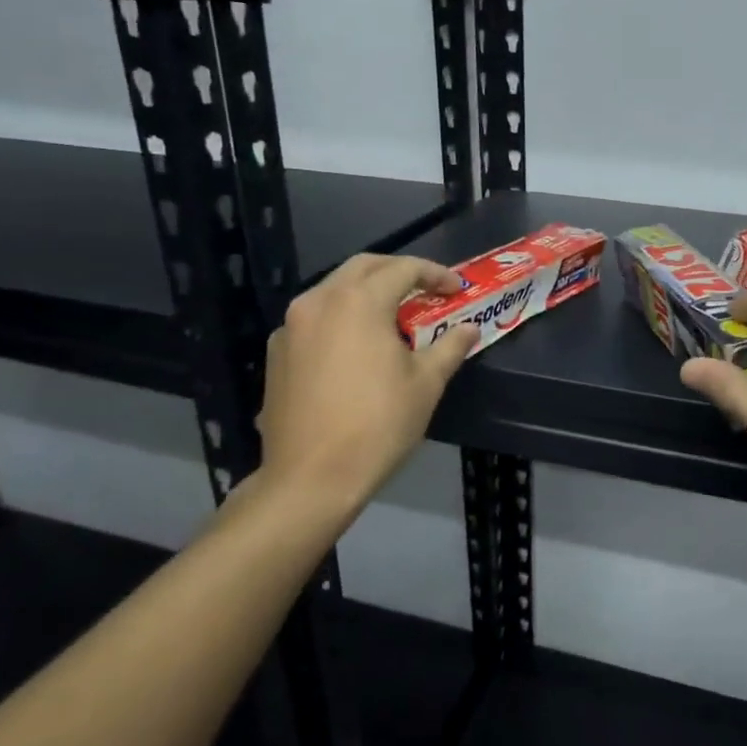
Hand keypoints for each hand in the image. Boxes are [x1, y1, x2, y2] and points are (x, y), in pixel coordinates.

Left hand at [255, 253, 476, 514]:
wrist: (311, 478)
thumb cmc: (378, 425)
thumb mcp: (426, 384)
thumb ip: (450, 346)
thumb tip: (470, 328)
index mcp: (358, 302)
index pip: (403, 269)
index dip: (435, 274)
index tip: (456, 289)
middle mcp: (319, 302)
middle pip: (363, 267)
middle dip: (398, 271)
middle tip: (425, 290)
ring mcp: (291, 326)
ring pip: (334, 290)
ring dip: (366, 292)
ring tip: (393, 316)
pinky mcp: (276, 352)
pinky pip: (315, 318)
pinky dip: (341, 317)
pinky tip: (356, 345)